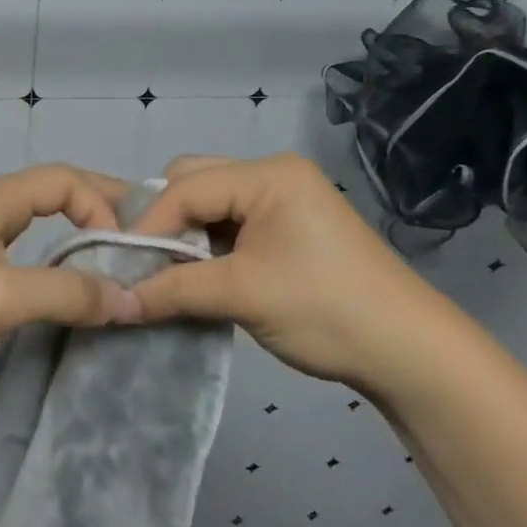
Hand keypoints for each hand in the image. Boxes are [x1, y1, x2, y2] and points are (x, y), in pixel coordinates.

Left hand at [0, 164, 143, 397]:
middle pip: (54, 194)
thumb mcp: (4, 297)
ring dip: (78, 237)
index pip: (64, 180)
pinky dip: (56, 263)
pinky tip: (69, 288)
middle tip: (139, 239)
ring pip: (39, 225)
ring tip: (114, 263)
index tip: (124, 249)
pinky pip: (26, 253)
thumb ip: (68, 293)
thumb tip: (131, 299)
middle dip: (98, 211)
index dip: (101, 206)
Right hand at [126, 153, 467, 389]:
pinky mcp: (289, 225)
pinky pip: (230, 222)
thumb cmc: (325, 310)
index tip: (121, 264)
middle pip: (194, 182)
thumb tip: (116, 301)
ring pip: (210, 203)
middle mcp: (274, 174)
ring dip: (185, 235)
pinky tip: (197, 274)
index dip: (149, 225)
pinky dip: (208, 245)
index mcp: (268, 175)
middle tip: (145, 263)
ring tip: (167, 272)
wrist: (410, 352)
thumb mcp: (242, 295)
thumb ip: (173, 289)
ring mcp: (284, 198)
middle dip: (165, 221)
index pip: (186, 187)